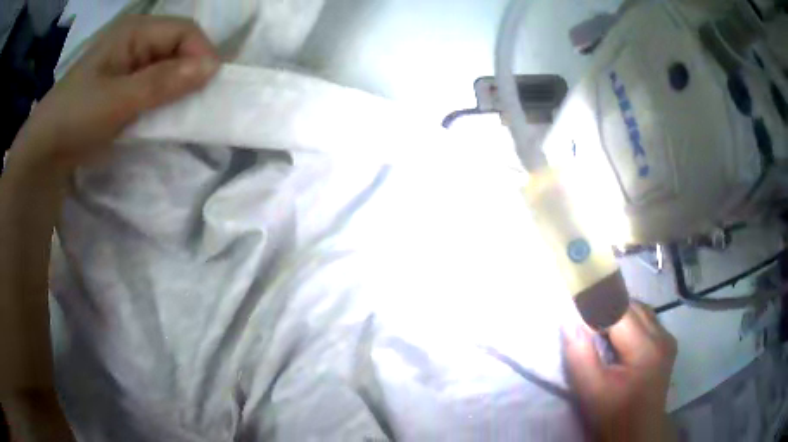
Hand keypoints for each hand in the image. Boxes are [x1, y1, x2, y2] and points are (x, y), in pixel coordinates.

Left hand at [9, 15, 218, 174]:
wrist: (46, 150)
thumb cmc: (75, 117)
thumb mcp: (117, 100)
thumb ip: (162, 83)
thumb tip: (212, 68)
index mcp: (136, 31)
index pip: (185, 31)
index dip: (201, 54)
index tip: (209, 88)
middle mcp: (137, 41)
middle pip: (180, 47)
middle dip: (192, 73)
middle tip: (198, 104)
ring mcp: (131, 63)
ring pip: (170, 67)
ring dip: (179, 89)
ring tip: (183, 112)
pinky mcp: (126, 86)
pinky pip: (156, 85)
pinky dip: (165, 100)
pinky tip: (165, 115)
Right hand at [564, 301, 677, 441]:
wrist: (637, 433)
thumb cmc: (612, 415)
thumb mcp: (591, 390)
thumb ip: (579, 354)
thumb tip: (569, 318)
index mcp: (646, 348)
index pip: (618, 309)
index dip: (594, 303)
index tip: (573, 300)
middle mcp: (662, 336)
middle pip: (630, 305)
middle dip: (604, 307)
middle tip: (582, 317)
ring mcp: (667, 338)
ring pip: (638, 309)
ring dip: (617, 312)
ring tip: (598, 328)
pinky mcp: (667, 343)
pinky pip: (646, 319)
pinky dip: (628, 320)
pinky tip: (617, 336)